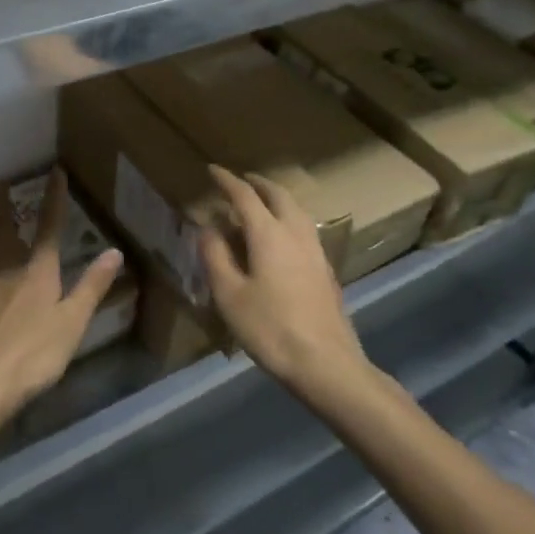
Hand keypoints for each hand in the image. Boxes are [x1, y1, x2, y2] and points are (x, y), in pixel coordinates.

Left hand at [0, 169, 123, 425]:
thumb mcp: (73, 322)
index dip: (54, 200)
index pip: (49, 229)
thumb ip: (92, 286)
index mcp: (38, 273)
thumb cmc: (34, 355)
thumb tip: (114, 251)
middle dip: (4, 206)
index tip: (55, 173)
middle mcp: (8, 272)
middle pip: (4, 232)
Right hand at [199, 165, 368, 394]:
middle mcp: (295, 233)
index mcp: (269, 234)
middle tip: (240, 181)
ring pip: (296, 210)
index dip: (227, 181)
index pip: (245, 196)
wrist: (326, 364)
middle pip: (278, 195)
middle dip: (257, 183)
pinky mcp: (326, 269)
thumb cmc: (270, 328)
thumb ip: (215, 256)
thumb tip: (208, 228)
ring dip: (276, 199)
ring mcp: (316, 251)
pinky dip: (288, 218)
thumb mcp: (229, 295)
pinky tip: (281, 238)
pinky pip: (304, 228)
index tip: (212, 170)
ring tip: (260, 203)